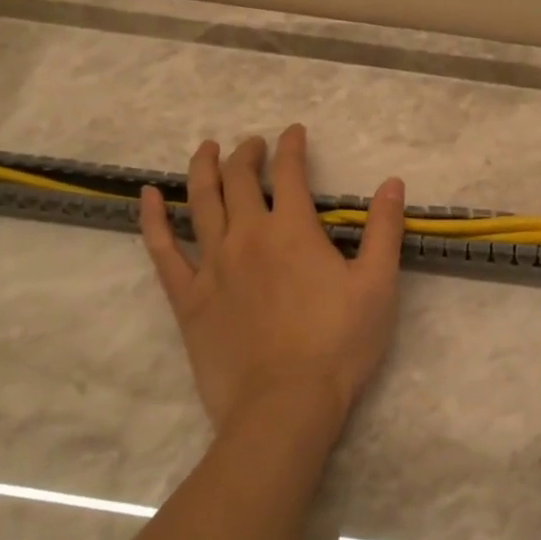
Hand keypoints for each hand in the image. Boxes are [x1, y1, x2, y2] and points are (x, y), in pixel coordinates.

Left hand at [138, 126, 406, 434]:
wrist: (284, 407)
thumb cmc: (338, 344)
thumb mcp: (377, 284)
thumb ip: (383, 229)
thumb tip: (392, 183)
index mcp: (292, 229)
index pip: (289, 172)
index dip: (292, 146)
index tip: (294, 132)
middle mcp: (247, 235)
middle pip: (239, 179)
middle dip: (247, 154)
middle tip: (253, 144)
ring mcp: (212, 265)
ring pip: (201, 202)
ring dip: (203, 169)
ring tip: (206, 149)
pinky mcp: (188, 298)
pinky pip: (163, 250)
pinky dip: (153, 219)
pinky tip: (148, 197)